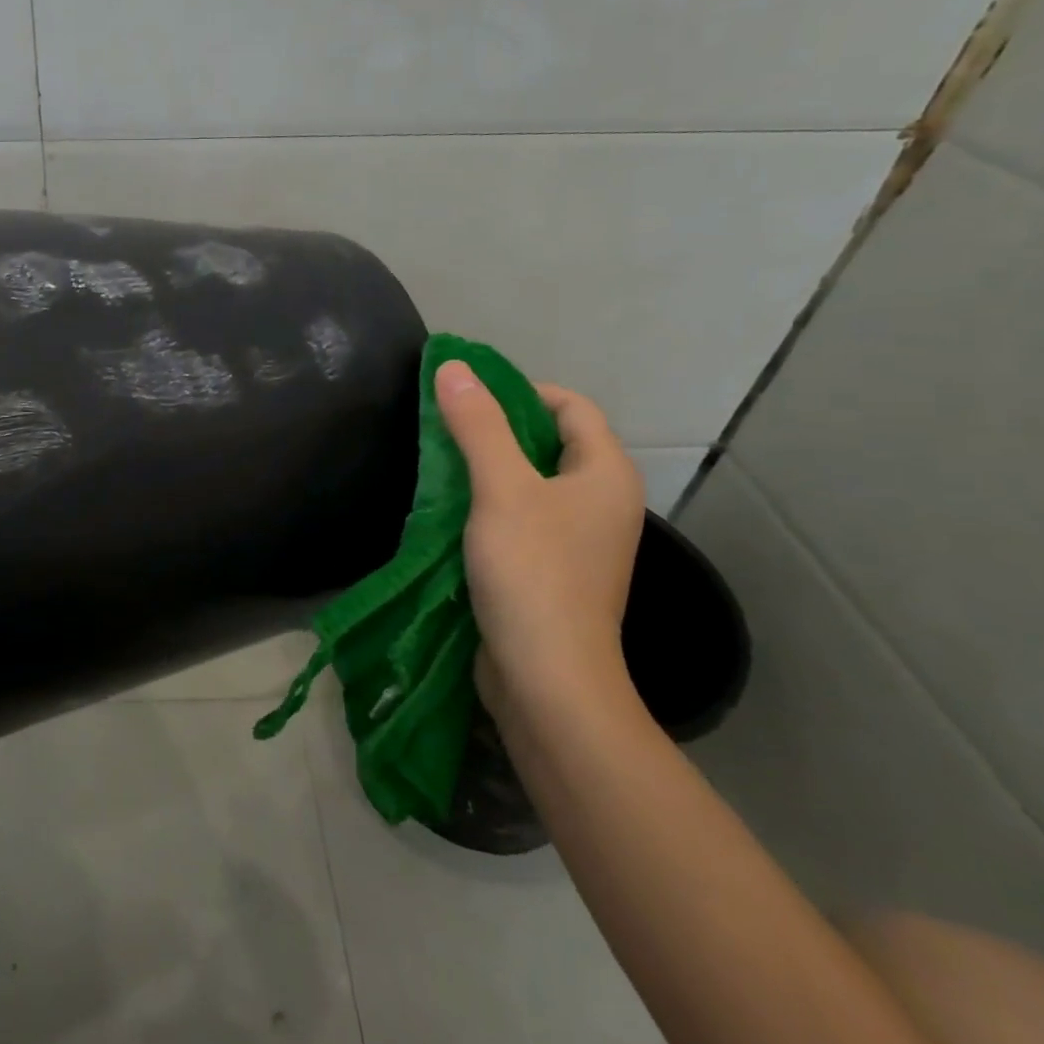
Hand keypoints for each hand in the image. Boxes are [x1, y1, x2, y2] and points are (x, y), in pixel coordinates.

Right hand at [435, 361, 645, 719]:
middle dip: (496, 429)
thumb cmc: (533, 572)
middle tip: (443, 427)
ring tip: (437, 464)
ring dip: (486, 468)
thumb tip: (453, 366)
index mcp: (606, 474)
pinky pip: (519, 517)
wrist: (546, 677)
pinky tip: (449, 510)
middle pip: (549, 442)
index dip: (520, 391)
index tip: (466, 397)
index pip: (570, 406)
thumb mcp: (501, 488)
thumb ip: (478, 425)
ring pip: (529, 482)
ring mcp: (578, 540)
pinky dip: (486, 505)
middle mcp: (601, 502)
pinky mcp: (551, 569)